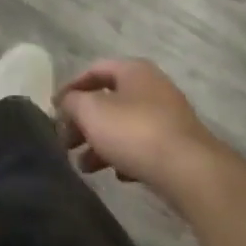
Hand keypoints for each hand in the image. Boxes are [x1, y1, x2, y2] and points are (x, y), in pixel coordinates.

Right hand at [56, 59, 224, 200]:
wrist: (190, 172)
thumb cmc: (136, 132)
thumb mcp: (93, 112)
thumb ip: (73, 103)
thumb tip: (67, 102)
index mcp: (133, 70)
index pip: (95, 70)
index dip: (72, 88)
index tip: (55, 111)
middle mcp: (152, 87)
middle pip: (109, 99)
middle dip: (85, 121)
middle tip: (67, 143)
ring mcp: (168, 117)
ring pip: (125, 125)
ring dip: (102, 143)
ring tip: (84, 167)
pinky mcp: (178, 146)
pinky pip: (144, 146)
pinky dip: (125, 157)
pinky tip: (118, 176)